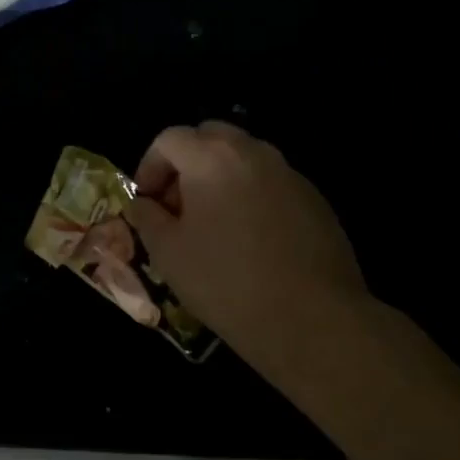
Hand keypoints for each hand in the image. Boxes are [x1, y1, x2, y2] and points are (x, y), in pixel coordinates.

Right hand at [127, 122, 368, 360]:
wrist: (314, 321)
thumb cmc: (226, 282)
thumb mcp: (167, 253)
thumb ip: (146, 218)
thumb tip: (143, 205)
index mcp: (211, 157)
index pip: (169, 139)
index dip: (149, 166)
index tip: (146, 203)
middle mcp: (253, 153)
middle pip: (210, 138)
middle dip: (187, 164)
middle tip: (178, 206)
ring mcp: (290, 175)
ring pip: (244, 159)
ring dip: (220, 179)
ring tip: (213, 225)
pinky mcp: (316, 201)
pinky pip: (271, 184)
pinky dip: (252, 198)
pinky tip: (251, 242)